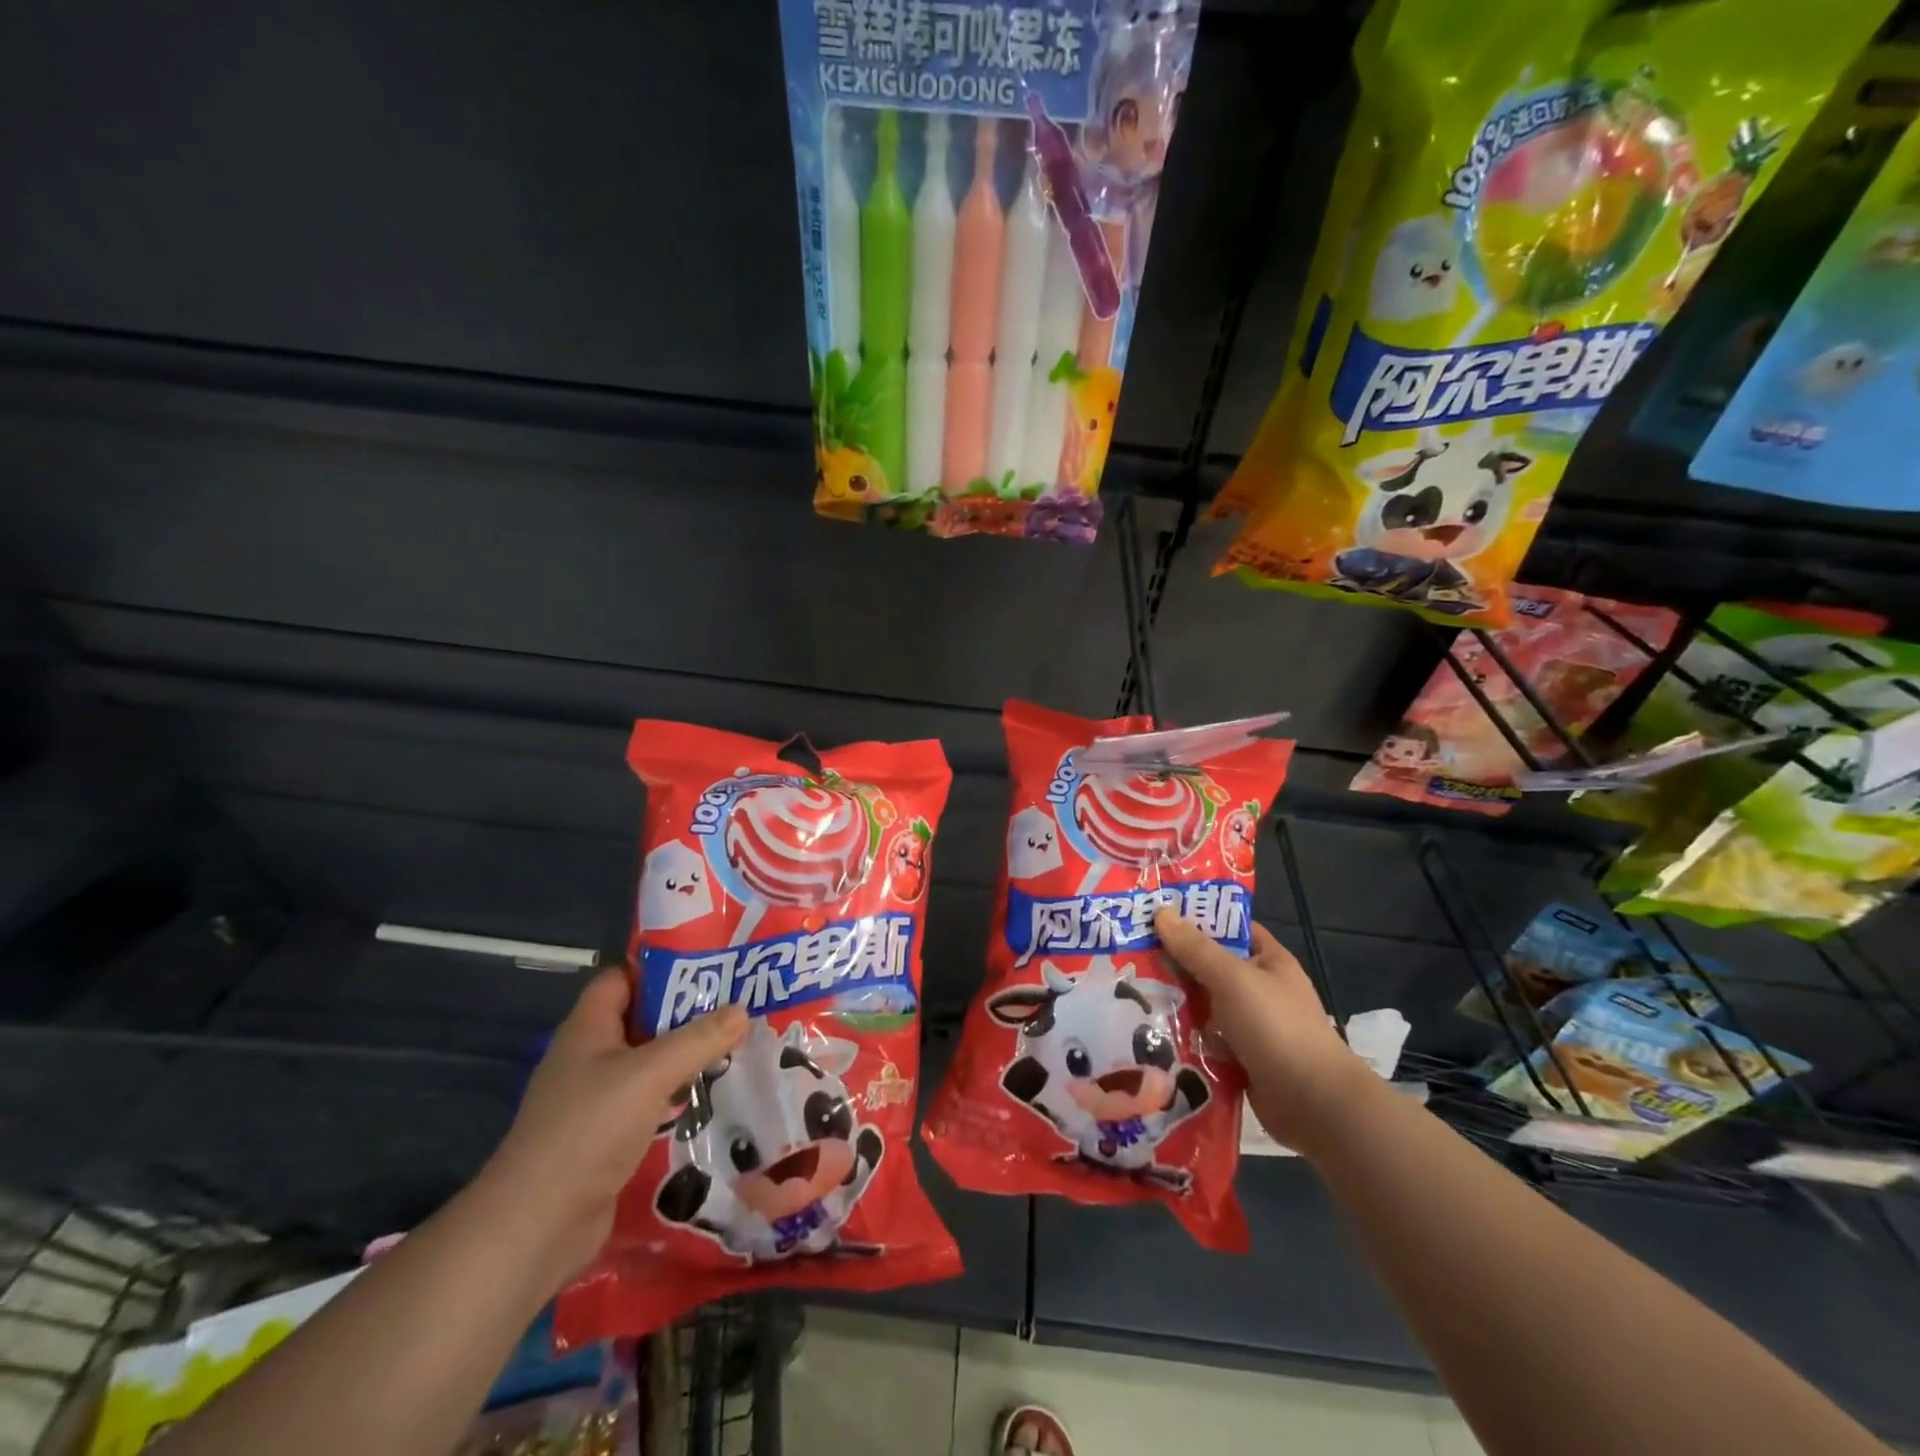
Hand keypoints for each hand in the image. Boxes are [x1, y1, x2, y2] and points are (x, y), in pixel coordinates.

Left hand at [474, 969, 747, 1288]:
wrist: (537, 1227)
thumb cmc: (588, 1130)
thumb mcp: (650, 1074)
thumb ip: (698, 1040)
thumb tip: (742, 1010)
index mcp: (588, 1029)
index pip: (623, 977)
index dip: (661, 967)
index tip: (709, 965)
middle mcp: (590, 1057)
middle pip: (643, 1020)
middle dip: (687, 1012)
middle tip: (738, 1003)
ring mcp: (597, 1099)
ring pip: (650, 1063)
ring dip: (688, 1056)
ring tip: (738, 1045)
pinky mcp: (608, 1136)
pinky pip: (651, 1101)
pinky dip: (680, 1095)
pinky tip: (715, 1096)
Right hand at [1154, 909, 1372, 1156]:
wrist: (1312, 1103)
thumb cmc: (1276, 1027)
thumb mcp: (1233, 978)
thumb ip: (1196, 949)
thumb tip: (1161, 913)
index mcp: (1268, 960)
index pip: (1229, 928)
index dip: (1196, 918)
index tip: (1155, 914)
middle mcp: (1259, 989)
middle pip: (1209, 967)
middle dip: (1174, 964)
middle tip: (1130, 955)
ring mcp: (1249, 1025)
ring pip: (1203, 1005)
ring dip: (1174, 1003)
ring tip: (1129, 993)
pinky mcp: (1238, 1058)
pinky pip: (1203, 1039)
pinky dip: (1183, 1037)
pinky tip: (1149, 1031)